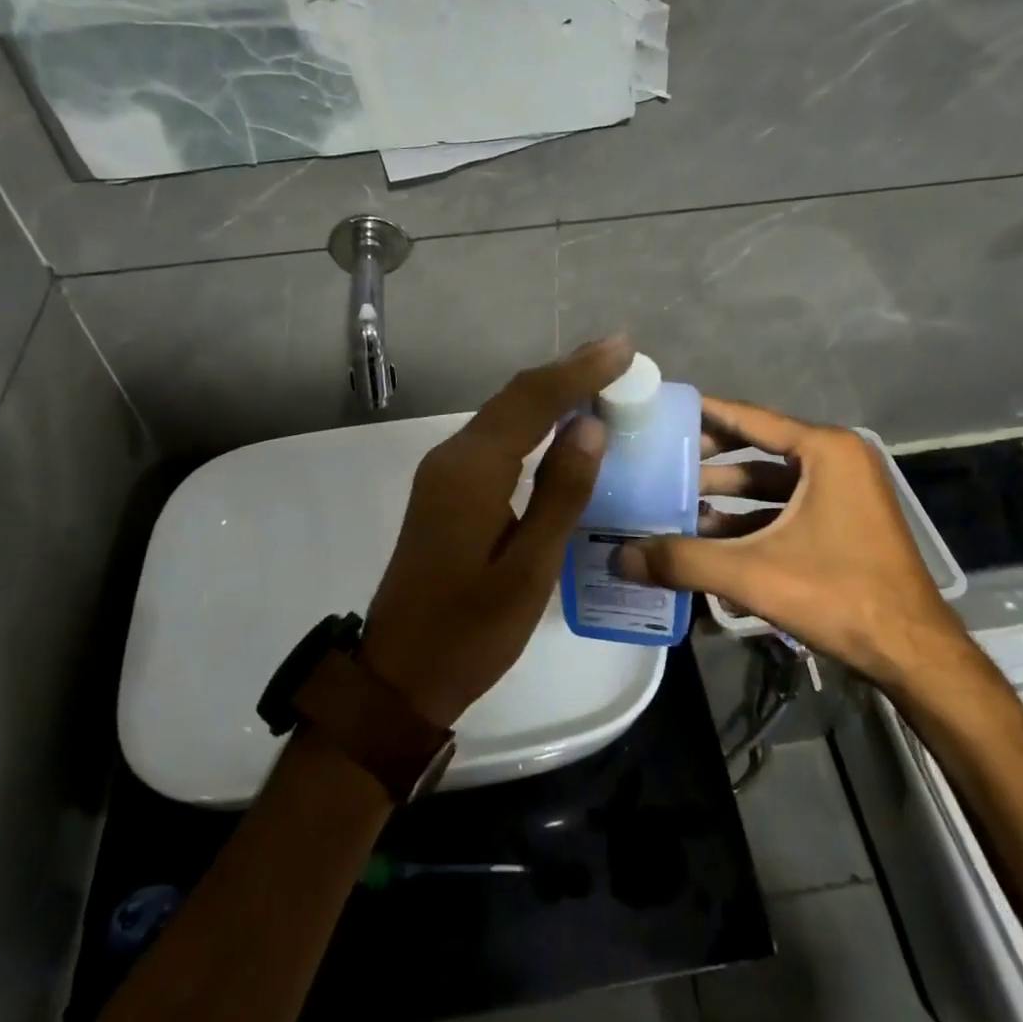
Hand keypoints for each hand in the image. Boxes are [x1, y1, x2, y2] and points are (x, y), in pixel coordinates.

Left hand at [357, 337, 634, 726]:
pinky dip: (530, 419)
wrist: (399, 674)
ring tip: (597, 376)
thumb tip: (590, 425)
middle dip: (565, 371)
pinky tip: (557, 424)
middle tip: (616, 352)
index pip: (532, 401)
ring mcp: (443, 472)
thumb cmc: (470, 631)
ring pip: (502, 413)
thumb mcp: (529, 570)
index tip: (623, 347)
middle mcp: (452, 457)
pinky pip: (493, 437)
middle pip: (513, 397)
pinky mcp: (445, 489)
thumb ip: (561, 494)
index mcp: (472, 471)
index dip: (579, 371)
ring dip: (548, 392)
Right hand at [614, 398, 966, 691]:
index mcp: (824, 451)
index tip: (662, 409)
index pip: (748, 418)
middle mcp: (836, 459)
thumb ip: (683, 561)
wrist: (914, 655)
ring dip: (726, 493)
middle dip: (708, 458)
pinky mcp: (845, 521)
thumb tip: (619, 558)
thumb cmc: (839, 595)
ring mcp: (844, 491)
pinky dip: (750, 517)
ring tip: (676, 501)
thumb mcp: (753, 574)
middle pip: (757, 448)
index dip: (702, 413)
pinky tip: (711, 535)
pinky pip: (786, 506)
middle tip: (660, 459)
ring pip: (771, 482)